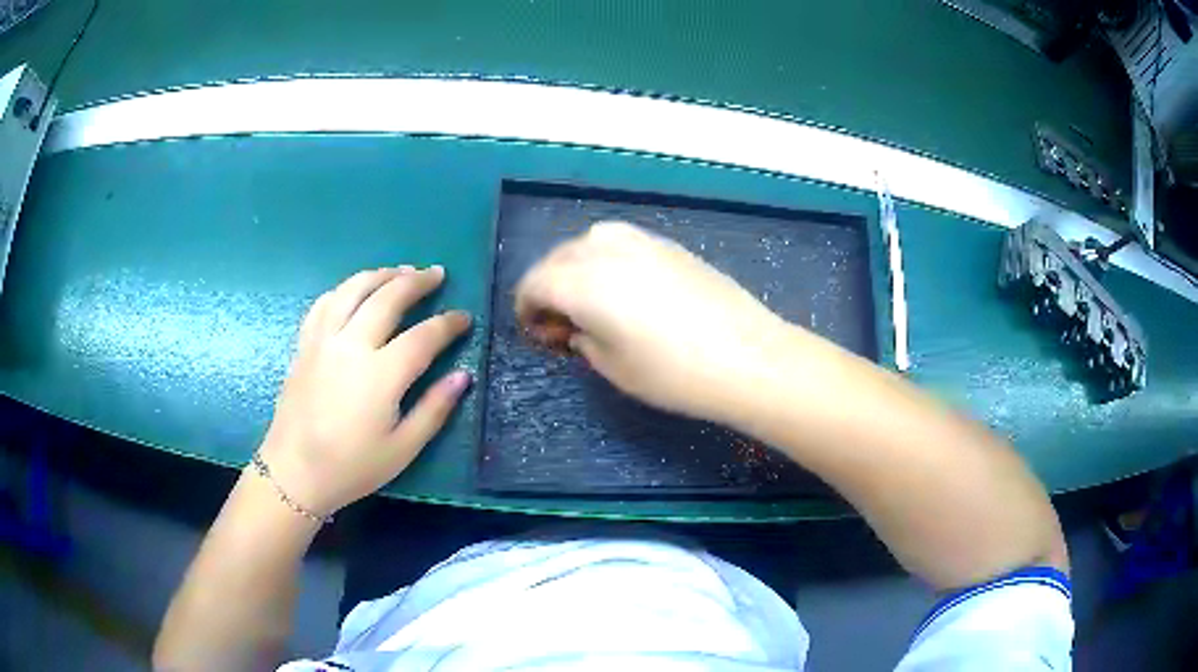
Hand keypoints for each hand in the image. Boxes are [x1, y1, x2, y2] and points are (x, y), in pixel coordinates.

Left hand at [259, 265, 471, 517]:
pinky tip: (354, 290)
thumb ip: (434, 409)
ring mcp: (324, 340)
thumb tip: (463, 376)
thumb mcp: (402, 449)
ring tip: (400, 271)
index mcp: (380, 375)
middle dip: (416, 281)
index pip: (423, 336)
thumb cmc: (352, 467)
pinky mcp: (305, 344)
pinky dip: (344, 289)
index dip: (448, 323)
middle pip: (388, 298)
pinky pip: (325, 303)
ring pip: (353, 290)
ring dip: (380, 274)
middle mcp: (351, 345)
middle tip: (436, 274)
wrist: (294, 472)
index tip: (465, 317)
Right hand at [515, 222, 788, 423]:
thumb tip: (576, 327)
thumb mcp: (613, 367)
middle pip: (557, 259)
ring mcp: (641, 241)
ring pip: (588, 243)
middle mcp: (604, 250)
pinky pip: (619, 243)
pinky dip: (605, 260)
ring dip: (575, 268)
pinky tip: (622, 288)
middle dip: (547, 288)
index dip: (525, 309)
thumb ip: (582, 340)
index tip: (535, 333)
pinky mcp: (668, 245)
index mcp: (581, 282)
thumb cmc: (673, 374)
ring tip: (588, 301)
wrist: (746, 356)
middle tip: (560, 325)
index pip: (533, 283)